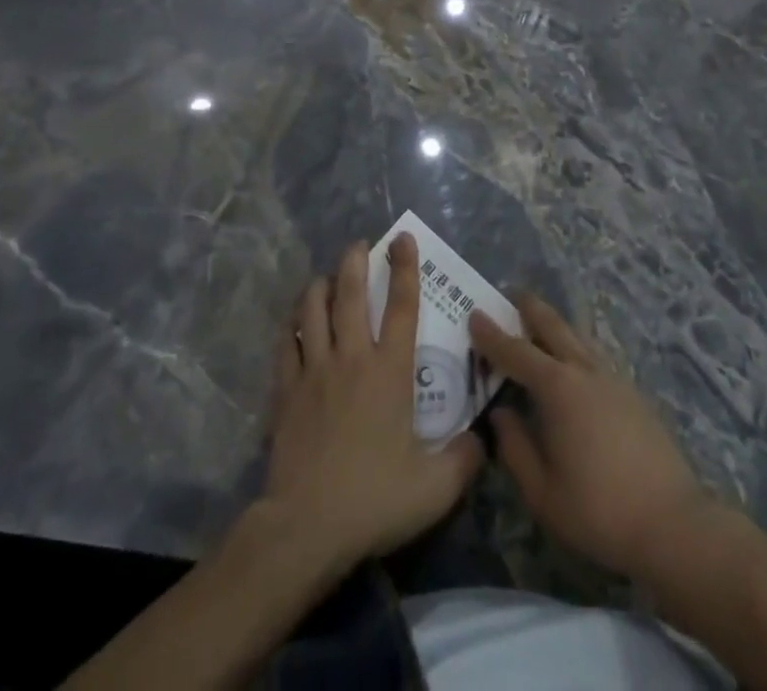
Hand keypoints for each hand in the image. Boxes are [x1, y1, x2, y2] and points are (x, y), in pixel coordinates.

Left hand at [262, 234, 483, 573]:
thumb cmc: (374, 500)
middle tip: (358, 244)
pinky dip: (291, 327)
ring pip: (312, 310)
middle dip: (354, 262)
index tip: (403, 239)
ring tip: (326, 277)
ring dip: (319, 286)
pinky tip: (294, 324)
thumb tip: (481, 438)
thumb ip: (464, 458)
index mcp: (389, 371)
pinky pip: (286, 344)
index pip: (402, 306)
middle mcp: (352, 358)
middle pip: (350, 295)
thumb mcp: (435, 488)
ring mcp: (314, 371)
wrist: (306, 527)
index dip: (405, 268)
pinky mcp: (285, 390)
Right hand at [471, 295, 712, 579]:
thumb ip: (515, 447)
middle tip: (513, 294)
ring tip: (541, 323)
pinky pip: (595, 358)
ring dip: (556, 326)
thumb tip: (501, 413)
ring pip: (578, 339)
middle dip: (531, 309)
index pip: (516, 353)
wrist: (672, 523)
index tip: (474, 314)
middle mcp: (585, 372)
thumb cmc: (598, 510)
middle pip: (554, 328)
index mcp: (558, 389)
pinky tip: (574, 364)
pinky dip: (576, 349)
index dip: (492, 335)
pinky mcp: (633, 395)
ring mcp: (614, 380)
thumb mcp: (542, 491)